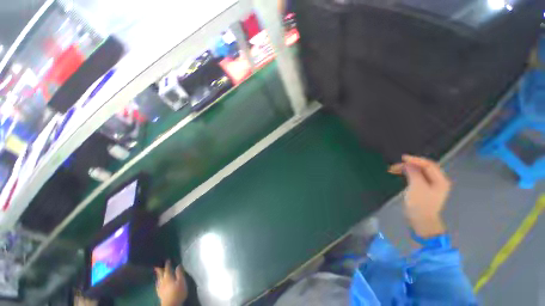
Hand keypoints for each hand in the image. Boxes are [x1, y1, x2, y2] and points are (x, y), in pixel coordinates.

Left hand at [155, 260, 187, 305]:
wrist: (171, 304)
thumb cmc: (178, 292)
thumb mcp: (181, 281)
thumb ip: (179, 273)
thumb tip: (178, 265)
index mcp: (168, 277)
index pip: (167, 269)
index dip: (167, 264)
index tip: (167, 260)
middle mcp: (163, 281)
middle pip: (160, 274)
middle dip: (159, 269)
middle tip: (156, 265)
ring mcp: (160, 288)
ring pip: (158, 280)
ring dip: (157, 275)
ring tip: (157, 273)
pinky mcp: (159, 293)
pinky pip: (157, 286)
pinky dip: (157, 283)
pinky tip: (157, 283)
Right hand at [389, 155, 450, 237]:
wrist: (421, 221)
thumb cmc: (420, 204)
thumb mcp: (417, 186)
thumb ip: (414, 173)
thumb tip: (408, 164)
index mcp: (440, 180)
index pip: (429, 165)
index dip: (415, 160)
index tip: (402, 158)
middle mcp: (438, 181)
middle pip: (425, 167)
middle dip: (410, 164)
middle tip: (396, 165)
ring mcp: (431, 186)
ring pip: (419, 172)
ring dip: (407, 169)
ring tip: (394, 170)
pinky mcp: (424, 189)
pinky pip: (417, 177)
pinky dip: (408, 174)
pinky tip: (401, 174)